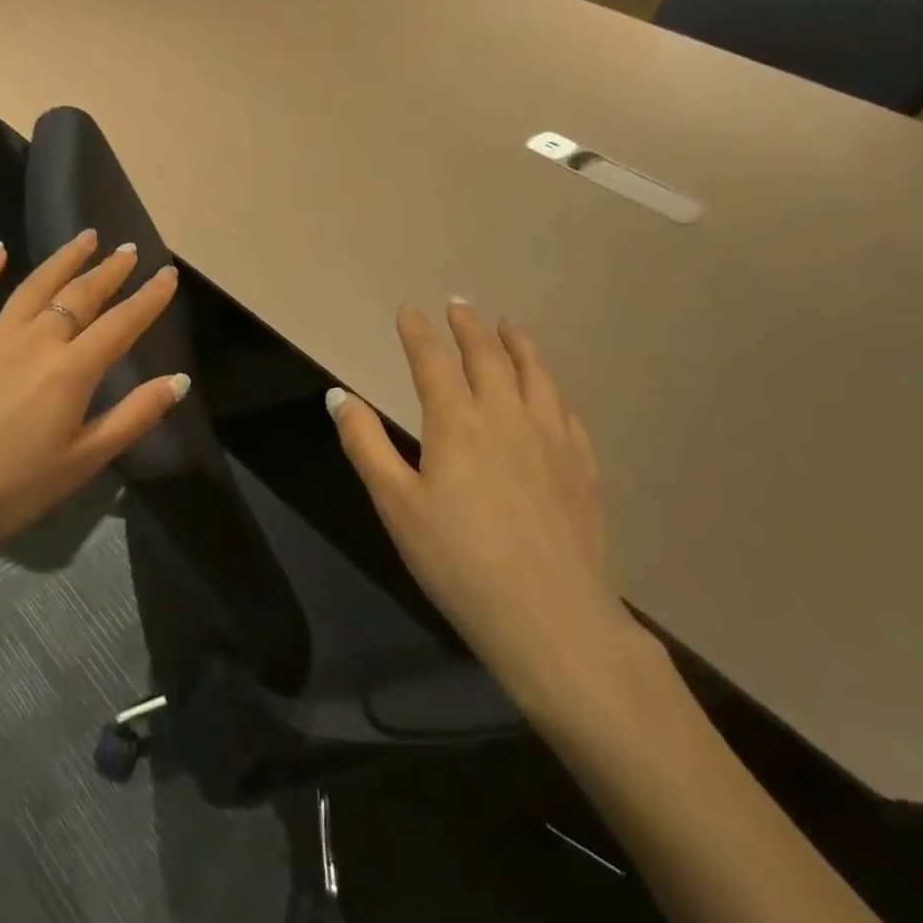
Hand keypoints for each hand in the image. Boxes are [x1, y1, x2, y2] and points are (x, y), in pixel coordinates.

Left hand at [0, 231, 185, 572]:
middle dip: (110, 270)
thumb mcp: (83, 461)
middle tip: (129, 249)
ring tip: (86, 237)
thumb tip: (179, 380)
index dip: (149, 299)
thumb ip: (134, 417)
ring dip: (63, 259)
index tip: (169, 274)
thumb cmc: (11, 489)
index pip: (121, 324)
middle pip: (80, 295)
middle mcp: (35, 341)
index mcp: (71, 371)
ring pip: (34, 286)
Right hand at [328, 301, 653, 731]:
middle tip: (457, 305)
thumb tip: (338, 396)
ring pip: (535, 374)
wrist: (549, 617)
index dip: (418, 332)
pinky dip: (551, 388)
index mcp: (457, 422)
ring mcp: (553, 438)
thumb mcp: (395, 505)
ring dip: (518, 344)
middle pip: (487, 356)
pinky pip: (565, 410)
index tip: (408, 312)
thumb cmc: (457, 562)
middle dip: (468, 327)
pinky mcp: (583, 466)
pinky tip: (549, 393)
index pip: (433, 360)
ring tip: (508, 326)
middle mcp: (507, 415)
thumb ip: (365, 444)